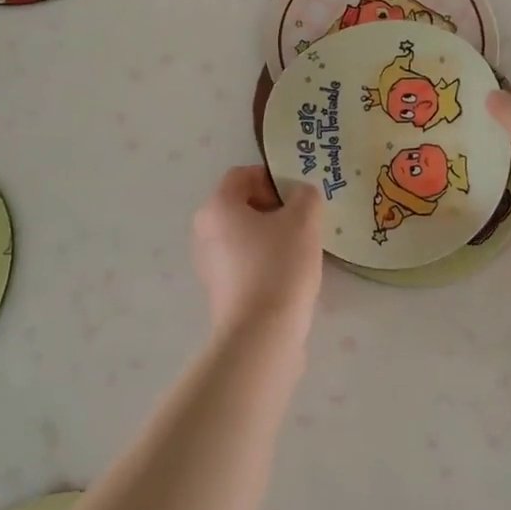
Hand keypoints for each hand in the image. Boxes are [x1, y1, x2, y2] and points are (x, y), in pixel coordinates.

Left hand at [190, 166, 322, 338]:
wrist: (261, 334)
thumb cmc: (279, 265)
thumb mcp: (304, 220)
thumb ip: (305, 196)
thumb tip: (300, 196)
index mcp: (217, 206)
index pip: (242, 175)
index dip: (272, 178)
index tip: (297, 198)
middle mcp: (204, 230)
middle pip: (241, 204)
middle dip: (273, 207)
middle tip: (302, 221)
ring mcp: (208, 262)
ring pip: (243, 234)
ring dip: (270, 234)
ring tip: (299, 250)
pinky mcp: (218, 289)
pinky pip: (242, 260)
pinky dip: (263, 259)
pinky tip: (287, 274)